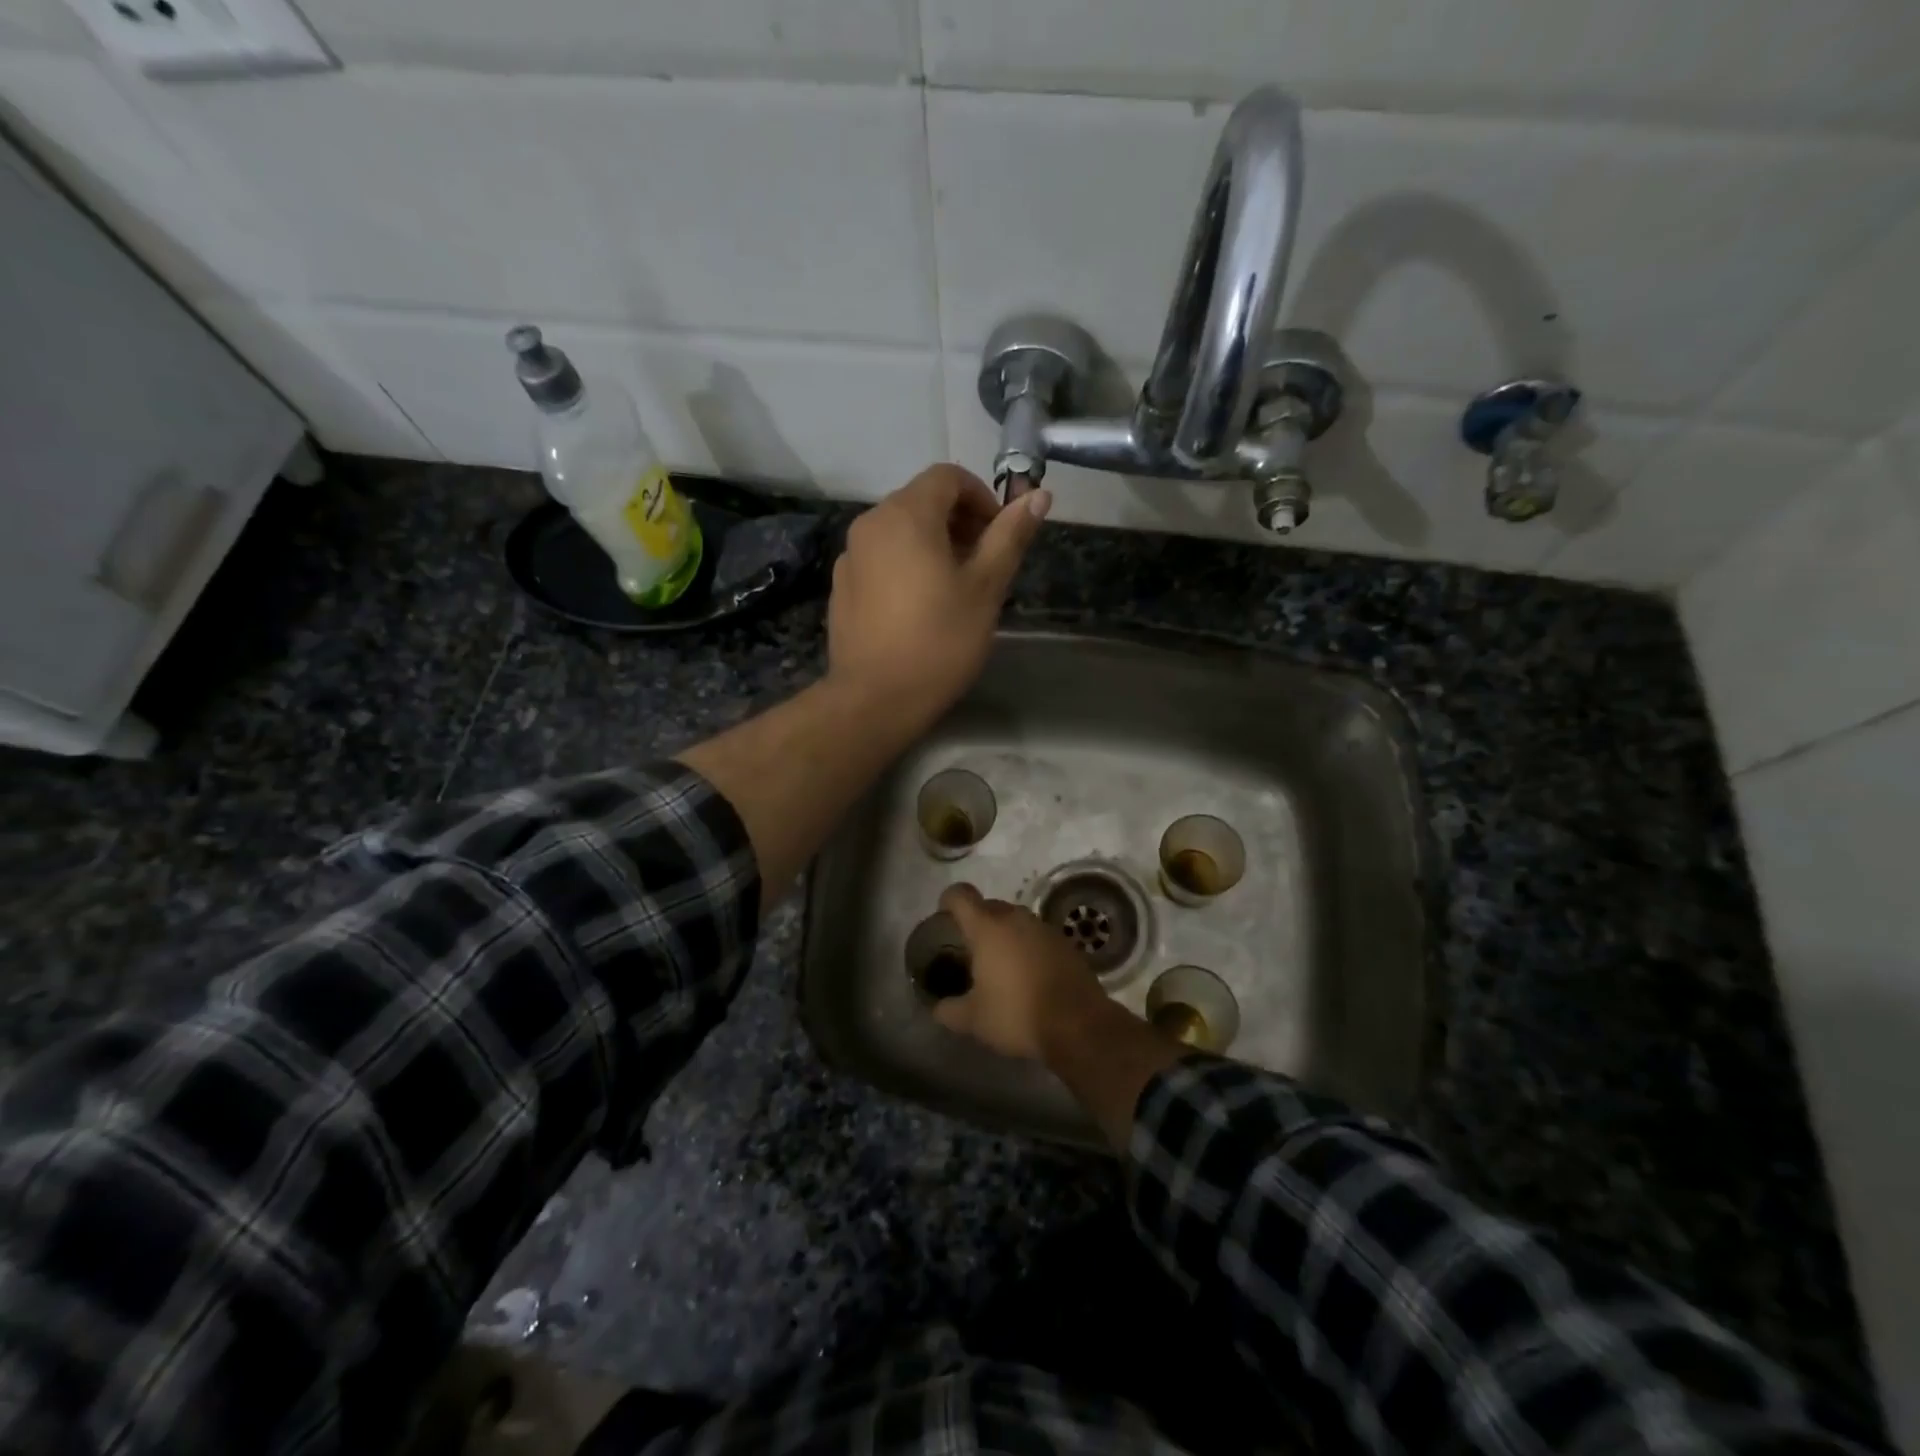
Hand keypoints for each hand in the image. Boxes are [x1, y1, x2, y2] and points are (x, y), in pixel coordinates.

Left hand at [827, 465, 1050, 728]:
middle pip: (921, 501)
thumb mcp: (986, 588)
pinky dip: (906, 565)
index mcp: (906, 514)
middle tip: (983, 565)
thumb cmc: (939, 640)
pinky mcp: (841, 587)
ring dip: (933, 544)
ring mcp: (850, 557)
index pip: (948, 477)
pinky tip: (919, 608)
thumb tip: (1038, 495)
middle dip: (959, 522)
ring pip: (900, 531)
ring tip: (955, 588)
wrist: (875, 698)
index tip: (1000, 535)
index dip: (982, 497)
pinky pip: (881, 559)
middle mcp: (870, 524)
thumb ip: (1010, 536)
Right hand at [932, 883, 1109, 1061]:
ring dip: (1004, 935)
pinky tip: (1028, 976)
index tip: (944, 917)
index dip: (948, 901)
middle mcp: (1016, 918)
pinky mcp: (1066, 943)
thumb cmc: (1017, 1015)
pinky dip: (1027, 947)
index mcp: (987, 928)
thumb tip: (938, 1007)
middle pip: (989, 906)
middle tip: (970, 952)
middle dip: (976, 922)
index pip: (961, 895)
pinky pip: (1037, 936)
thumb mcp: (973, 1020)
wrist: (1078, 1025)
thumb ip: (948, 1010)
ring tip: (999, 966)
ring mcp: (1044, 928)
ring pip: (1015, 921)